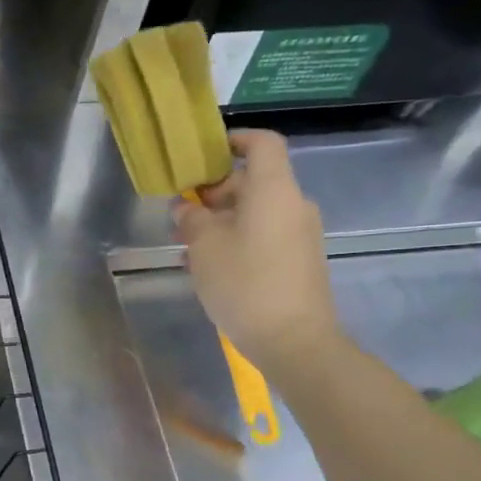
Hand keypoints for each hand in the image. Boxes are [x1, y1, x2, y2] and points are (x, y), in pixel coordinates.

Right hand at [171, 129, 341, 374]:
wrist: (294, 341)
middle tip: (180, 212)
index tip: (205, 154)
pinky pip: (264, 234)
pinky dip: (237, 237)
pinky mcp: (299, 260)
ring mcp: (300, 234)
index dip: (235, 140)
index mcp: (274, 190)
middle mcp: (293, 205)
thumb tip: (186, 206)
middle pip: (254, 180)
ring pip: (256, 211)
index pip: (262, 144)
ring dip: (221, 219)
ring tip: (187, 243)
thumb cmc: (245, 283)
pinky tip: (209, 264)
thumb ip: (191, 218)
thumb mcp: (205, 246)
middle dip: (214, 191)